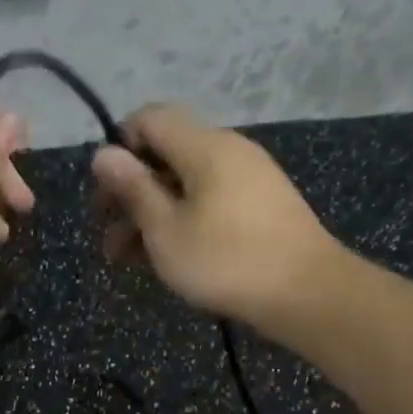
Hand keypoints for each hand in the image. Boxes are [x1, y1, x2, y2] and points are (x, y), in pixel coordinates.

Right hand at [90, 104, 333, 328]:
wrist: (309, 295)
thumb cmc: (227, 261)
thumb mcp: (166, 230)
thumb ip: (133, 189)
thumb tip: (103, 152)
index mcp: (204, 147)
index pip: (150, 118)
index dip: (120, 148)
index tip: (106, 193)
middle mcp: (229, 151)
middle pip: (166, 154)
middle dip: (131, 192)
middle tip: (108, 234)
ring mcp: (249, 178)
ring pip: (185, 184)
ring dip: (152, 215)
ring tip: (127, 259)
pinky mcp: (261, 206)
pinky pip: (209, 200)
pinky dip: (182, 221)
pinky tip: (167, 258)